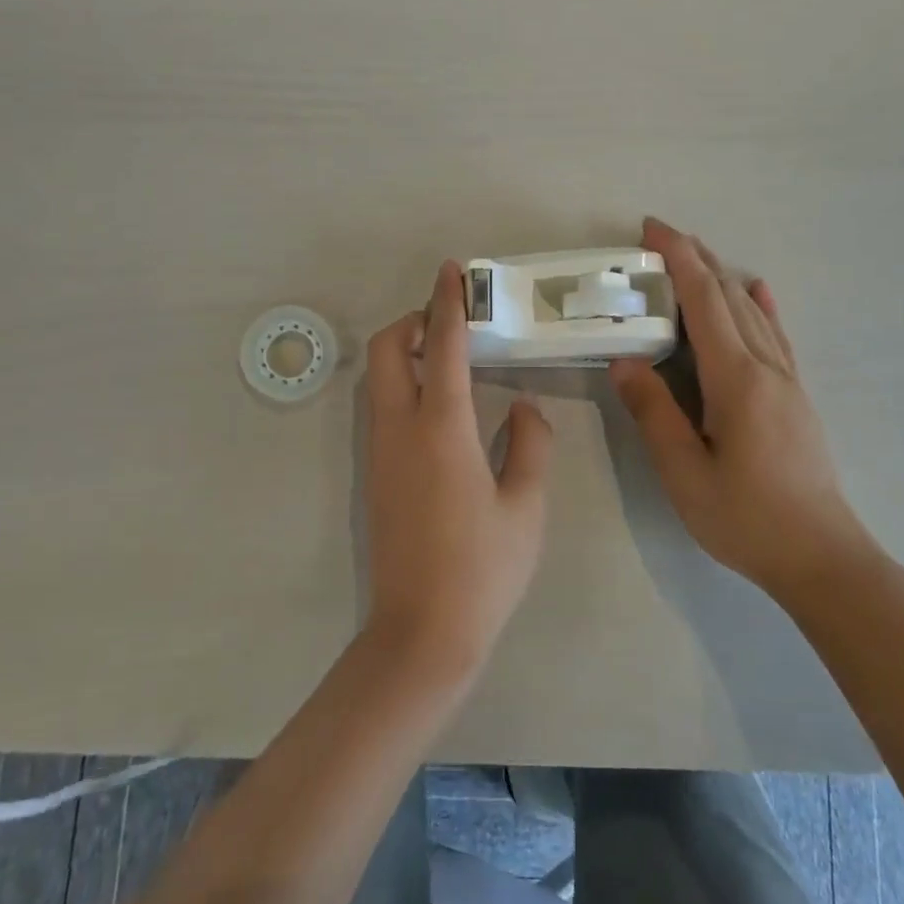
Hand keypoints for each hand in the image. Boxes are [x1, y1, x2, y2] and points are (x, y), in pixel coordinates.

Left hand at [362, 261, 553, 678]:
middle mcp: (399, 430)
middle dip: (411, 322)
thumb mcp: (526, 505)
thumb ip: (529, 444)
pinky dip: (401, 385)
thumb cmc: (484, 568)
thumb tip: (522, 408)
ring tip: (448, 359)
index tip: (452, 271)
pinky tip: (441, 407)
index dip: (447, 304)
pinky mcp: (374, 474)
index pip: (440, 347)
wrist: (422, 632)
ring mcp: (379, 452)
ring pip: (377, 379)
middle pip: (385, 350)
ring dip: (403, 354)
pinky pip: (381, 408)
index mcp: (442, 429)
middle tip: (450, 323)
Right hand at [609, 218, 872, 596]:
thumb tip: (625, 361)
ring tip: (694, 256)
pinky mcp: (796, 397)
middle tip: (659, 237)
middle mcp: (766, 367)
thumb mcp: (684, 472)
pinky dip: (761, 306)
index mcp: (736, 380)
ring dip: (722, 277)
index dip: (678, 260)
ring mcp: (787, 380)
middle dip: (695, 259)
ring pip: (753, 312)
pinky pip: (777, 336)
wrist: (821, 556)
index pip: (704, 302)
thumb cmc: (745, 518)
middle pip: (729, 297)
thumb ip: (654, 413)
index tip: (651, 230)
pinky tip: (758, 292)